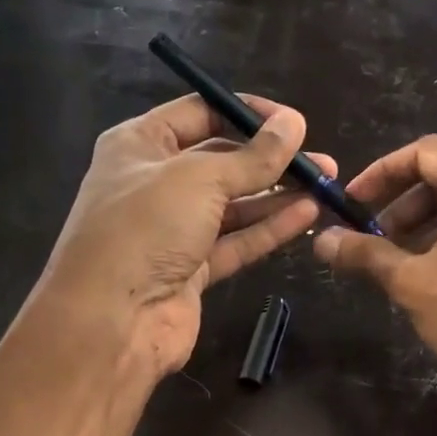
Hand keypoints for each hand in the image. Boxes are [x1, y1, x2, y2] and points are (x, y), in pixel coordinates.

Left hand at [0, 94, 329, 435]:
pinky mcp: (190, 270)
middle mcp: (154, 183)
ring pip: (232, 205)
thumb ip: (253, 156)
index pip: (200, 114)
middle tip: (319, 160)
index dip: (246, 114)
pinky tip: (306, 214)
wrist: (112, 322)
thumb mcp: (199, 179)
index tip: (292, 122)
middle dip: (269, 159)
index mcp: (139, 145)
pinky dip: (268, 228)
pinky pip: (235, 241)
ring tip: (324, 185)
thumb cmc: (145, 229)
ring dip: (276, 195)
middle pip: (220, 161)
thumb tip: (294, 123)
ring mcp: (172, 230)